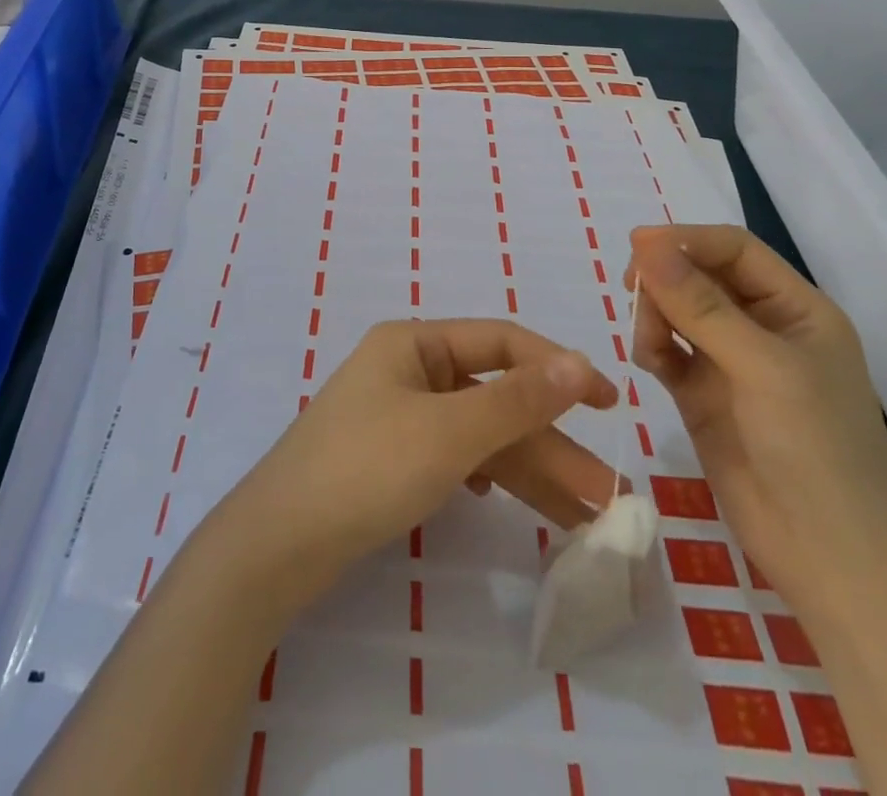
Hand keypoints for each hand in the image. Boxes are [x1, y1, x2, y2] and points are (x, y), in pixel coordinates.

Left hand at [212, 318, 619, 604]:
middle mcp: (407, 371)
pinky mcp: (390, 458)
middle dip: (547, 443)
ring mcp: (397, 416)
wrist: (280, 543)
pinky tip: (503, 501)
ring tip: (582, 516)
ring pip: (477, 434)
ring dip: (526, 470)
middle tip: (604, 493)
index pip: (500, 342)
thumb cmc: (368, 468)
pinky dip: (486, 478)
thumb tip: (578, 361)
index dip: (557, 367)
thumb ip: (517, 399)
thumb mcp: (450, 431)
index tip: (607, 402)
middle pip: (493, 397)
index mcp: (415, 344)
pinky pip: (453, 457)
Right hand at [627, 224, 886, 621]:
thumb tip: (645, 245)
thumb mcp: (762, 367)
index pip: (734, 250)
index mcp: (796, 309)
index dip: (686, 240)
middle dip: (664, 278)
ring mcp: (730, 362)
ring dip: (654, 315)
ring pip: (676, 310)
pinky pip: (665, 350)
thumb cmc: (815, 450)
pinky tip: (650, 363)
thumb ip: (700, 305)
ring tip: (649, 346)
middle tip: (632, 292)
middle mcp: (762, 327)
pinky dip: (651, 347)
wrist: (829, 559)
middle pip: (699, 275)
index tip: (636, 245)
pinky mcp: (701, 394)